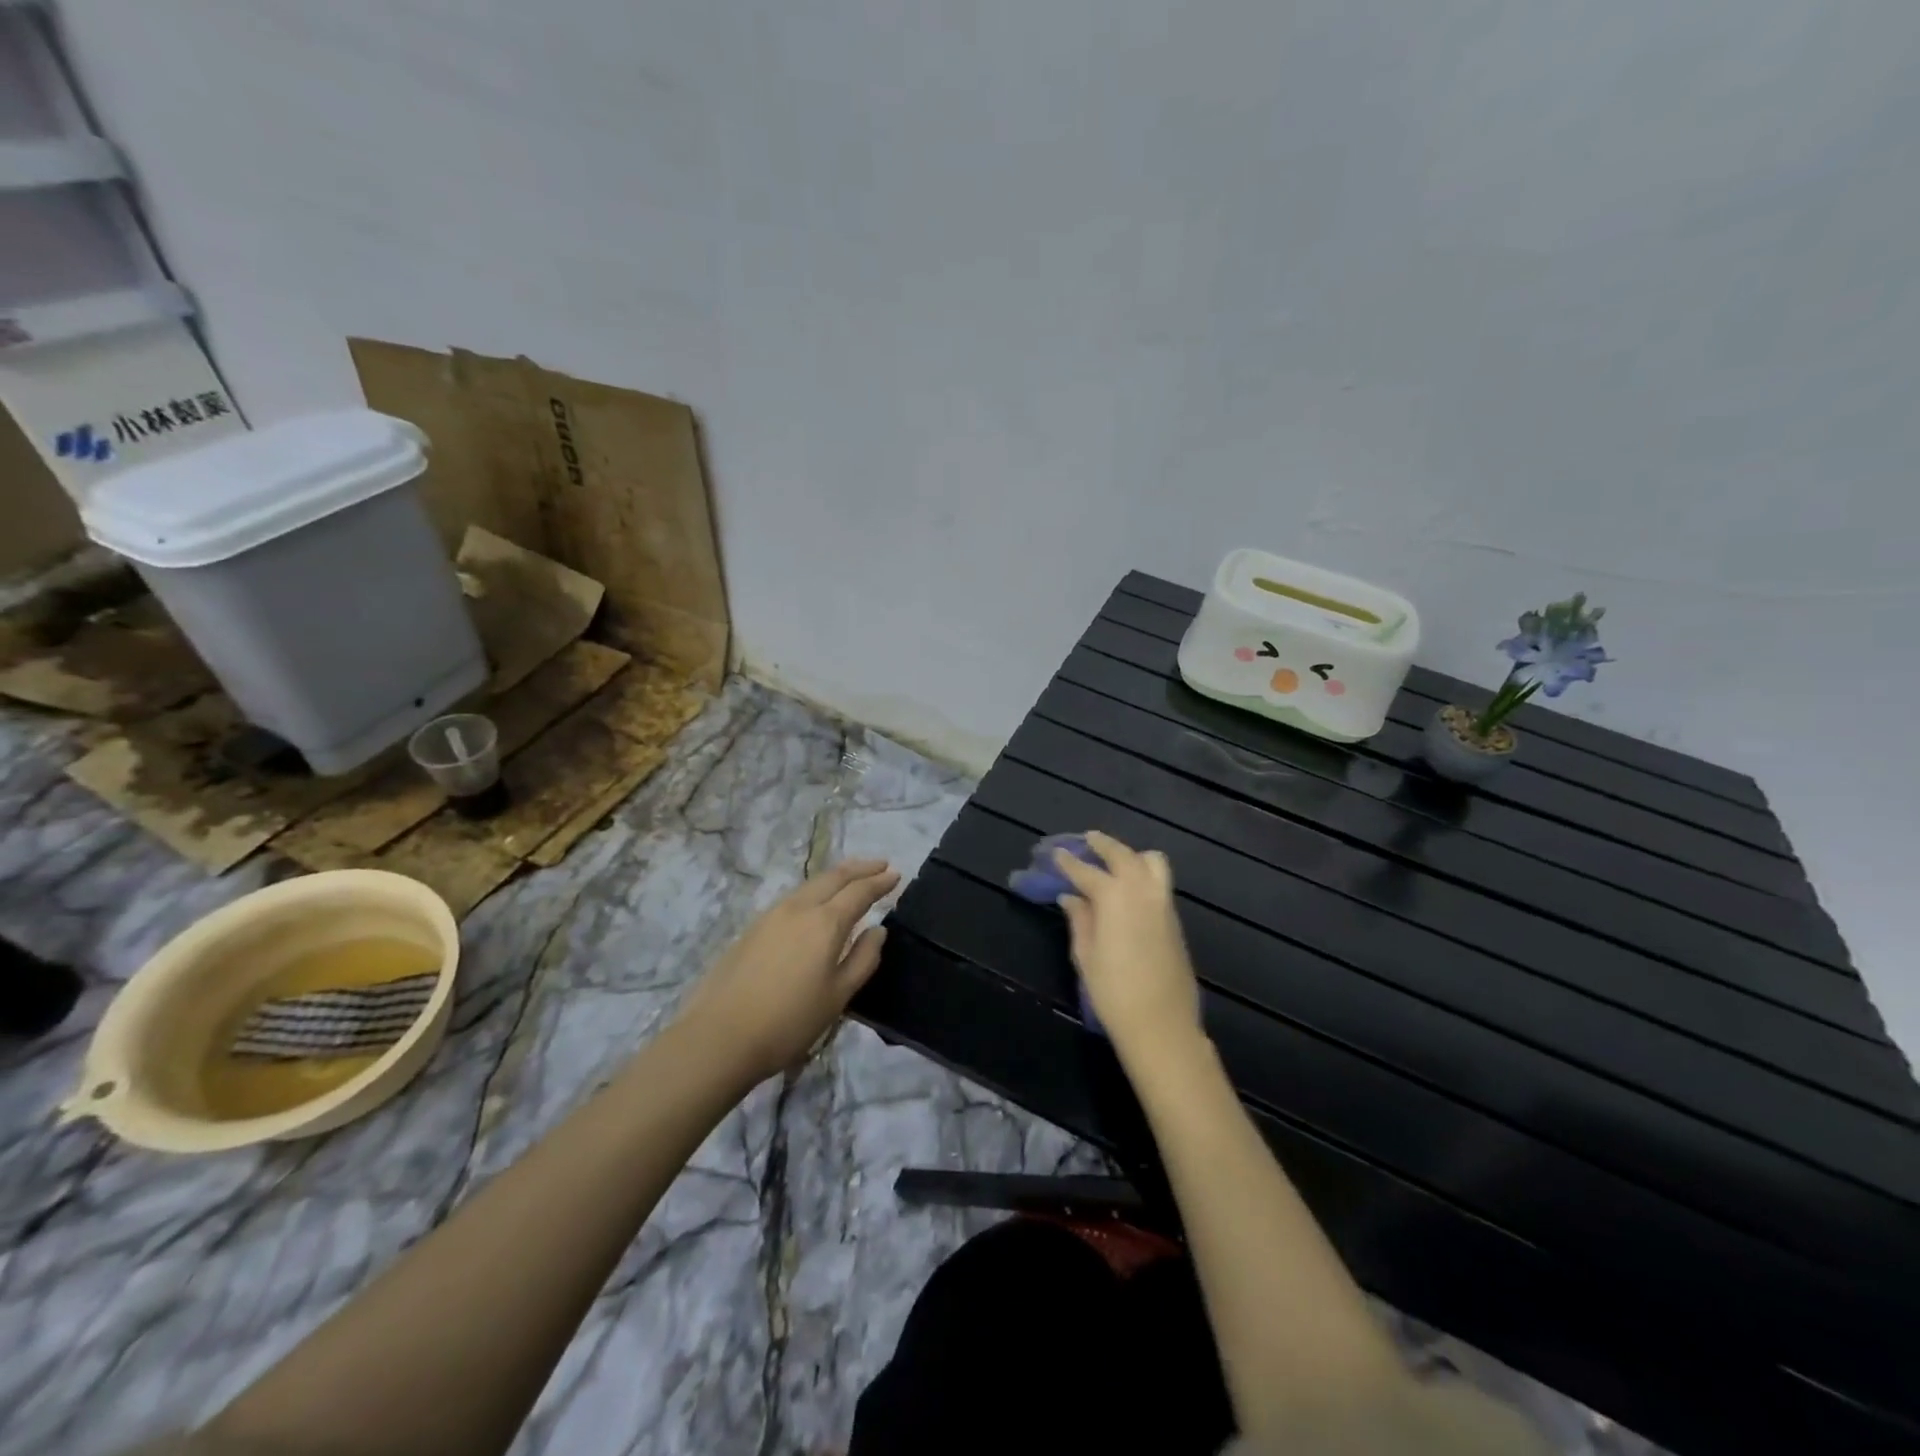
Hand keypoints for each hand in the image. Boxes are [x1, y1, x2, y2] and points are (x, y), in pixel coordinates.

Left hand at [675, 858, 900, 1085]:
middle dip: (859, 868)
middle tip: (880, 864)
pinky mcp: (753, 928)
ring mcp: (771, 915)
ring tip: (851, 878)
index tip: (896, 874)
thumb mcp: (838, 996)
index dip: (879, 882)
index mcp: (825, 923)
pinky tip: (816, 903)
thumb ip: (863, 959)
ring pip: (810, 884)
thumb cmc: (789, 1021)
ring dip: (835, 877)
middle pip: (833, 877)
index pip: (859, 891)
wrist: (720, 1036)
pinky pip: (794, 897)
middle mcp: (799, 908)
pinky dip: (815, 890)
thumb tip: (877, 930)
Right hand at [1052, 831, 1202, 1054]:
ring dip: (1130, 855)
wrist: (1161, 1025)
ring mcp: (1163, 903)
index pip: (1086, 871)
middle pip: (1122, 855)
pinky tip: (1129, 887)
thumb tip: (1070, 898)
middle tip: (1087, 840)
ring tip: (1114, 860)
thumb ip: (1079, 920)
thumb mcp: (1086, 956)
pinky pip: (1160, 882)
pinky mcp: (1175, 919)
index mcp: (1114, 898)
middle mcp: (1142, 891)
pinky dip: (1143, 872)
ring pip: (1151, 861)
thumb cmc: (1113, 993)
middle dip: (1103, 845)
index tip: (1056, 853)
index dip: (1069, 862)